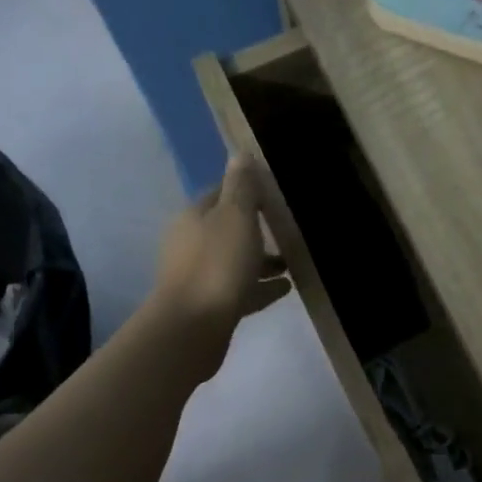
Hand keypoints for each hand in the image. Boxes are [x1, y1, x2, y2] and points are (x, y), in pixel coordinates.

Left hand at [147, 155, 290, 379]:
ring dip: (260, 261)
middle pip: (226, 230)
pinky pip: (240, 290)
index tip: (273, 197)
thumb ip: (241, 187)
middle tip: (286, 231)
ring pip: (234, 262)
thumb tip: (240, 154)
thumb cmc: (217, 266)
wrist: (193, 328)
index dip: (245, 192)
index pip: (220, 194)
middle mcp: (190, 244)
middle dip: (255, 229)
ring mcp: (198, 277)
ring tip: (291, 264)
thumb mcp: (235, 217)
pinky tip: (285, 288)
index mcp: (194, 217)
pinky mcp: (209, 307)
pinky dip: (260, 287)